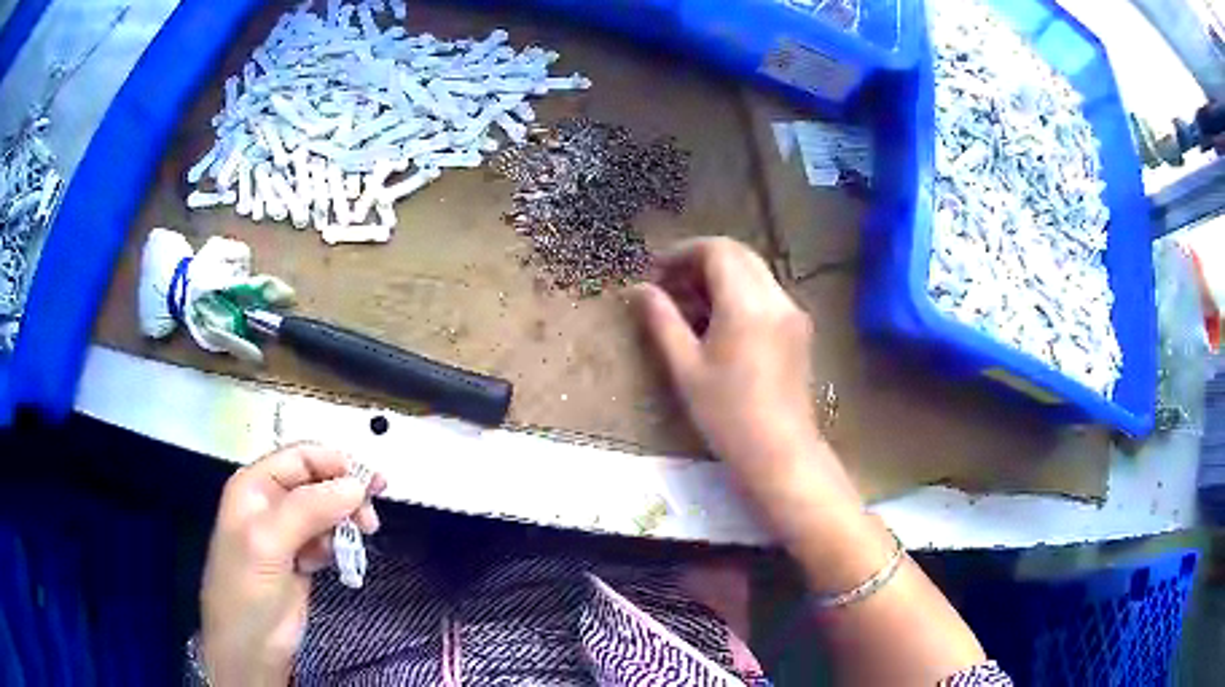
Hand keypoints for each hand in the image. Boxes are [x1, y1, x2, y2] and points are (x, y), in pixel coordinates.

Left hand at [200, 444, 384, 685]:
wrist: (250, 647)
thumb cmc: (247, 589)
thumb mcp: (269, 543)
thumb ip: (308, 509)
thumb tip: (355, 484)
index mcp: (255, 487)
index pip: (300, 458)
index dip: (335, 463)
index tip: (370, 482)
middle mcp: (271, 503)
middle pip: (317, 482)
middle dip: (346, 494)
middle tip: (371, 518)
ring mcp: (287, 533)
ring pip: (326, 511)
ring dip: (346, 521)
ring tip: (361, 539)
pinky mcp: (301, 559)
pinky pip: (328, 539)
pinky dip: (339, 545)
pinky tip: (337, 560)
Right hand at [631, 238, 859, 513]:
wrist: (780, 452)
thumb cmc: (727, 415)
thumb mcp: (686, 368)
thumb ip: (662, 321)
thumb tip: (639, 289)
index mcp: (747, 304)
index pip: (717, 250)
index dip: (682, 252)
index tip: (656, 270)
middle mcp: (776, 298)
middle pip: (738, 255)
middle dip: (700, 261)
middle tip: (669, 285)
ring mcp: (792, 313)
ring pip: (753, 273)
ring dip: (720, 277)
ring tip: (688, 306)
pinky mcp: (799, 330)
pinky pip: (766, 294)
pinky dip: (739, 294)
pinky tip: (717, 324)